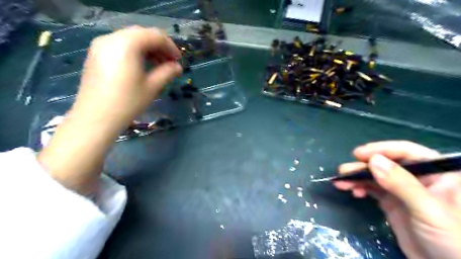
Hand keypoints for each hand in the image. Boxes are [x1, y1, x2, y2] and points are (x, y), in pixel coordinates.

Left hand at [72, 25, 181, 128]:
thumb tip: (178, 67)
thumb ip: (167, 72)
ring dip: (148, 49)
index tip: (179, 61)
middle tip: (170, 63)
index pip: (155, 36)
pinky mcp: (96, 54)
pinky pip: (120, 45)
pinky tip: (142, 66)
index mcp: (127, 44)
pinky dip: (135, 51)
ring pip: (131, 39)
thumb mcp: (152, 87)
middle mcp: (111, 38)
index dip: (171, 47)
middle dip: (159, 46)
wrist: (95, 118)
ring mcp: (101, 45)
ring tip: (158, 66)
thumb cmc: (127, 102)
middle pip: (142, 34)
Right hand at [334, 141, 460, 258]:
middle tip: (344, 171)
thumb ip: (402, 184)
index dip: (381, 150)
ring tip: (341, 182)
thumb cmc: (451, 240)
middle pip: (386, 163)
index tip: (358, 154)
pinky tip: (352, 192)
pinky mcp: (391, 201)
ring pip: (375, 176)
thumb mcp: (428, 210)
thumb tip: (373, 161)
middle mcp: (418, 177)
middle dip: (363, 166)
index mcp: (437, 173)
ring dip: (357, 177)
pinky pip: (372, 188)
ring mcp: (402, 190)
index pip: (406, 152)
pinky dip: (359, 188)